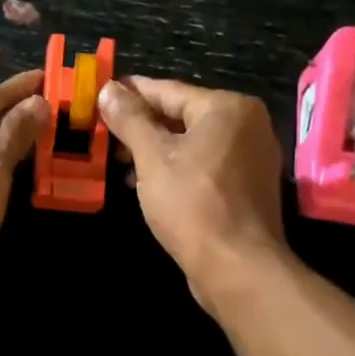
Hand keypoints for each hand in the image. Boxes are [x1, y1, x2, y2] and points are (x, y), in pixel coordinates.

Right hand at [98, 76, 287, 306]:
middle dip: (142, 126)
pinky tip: (148, 185)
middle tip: (105, 134)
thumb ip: (129, 120)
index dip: (131, 92)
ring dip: (156, 151)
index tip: (102, 92)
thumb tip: (108, 89)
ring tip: (120, 162)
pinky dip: (177, 171)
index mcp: (227, 108)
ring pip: (193, 144)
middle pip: (183, 116)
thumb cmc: (192, 204)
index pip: (169, 90)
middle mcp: (247, 126)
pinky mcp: (248, 190)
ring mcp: (252, 159)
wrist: (237, 266)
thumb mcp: (152, 157)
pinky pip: (205, 168)